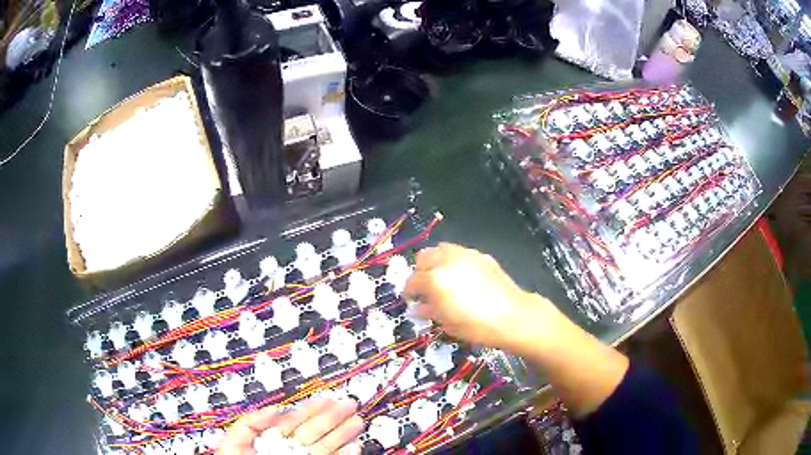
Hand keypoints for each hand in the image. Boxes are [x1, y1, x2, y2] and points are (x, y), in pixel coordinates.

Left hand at [218, 398, 364, 454]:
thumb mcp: (237, 439)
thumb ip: (252, 422)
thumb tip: (275, 410)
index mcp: (272, 439)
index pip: (296, 420)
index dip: (312, 407)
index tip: (327, 396)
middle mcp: (290, 449)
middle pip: (315, 430)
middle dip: (333, 416)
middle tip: (349, 403)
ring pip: (327, 445)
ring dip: (343, 433)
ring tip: (357, 421)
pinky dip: (345, 454)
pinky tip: (353, 446)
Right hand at [403, 243, 560, 352]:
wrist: (511, 316)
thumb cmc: (476, 325)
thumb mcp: (447, 323)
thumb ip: (428, 311)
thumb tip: (418, 307)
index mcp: (434, 279)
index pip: (412, 281)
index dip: (408, 292)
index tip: (410, 299)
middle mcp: (446, 261)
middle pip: (423, 258)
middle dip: (420, 272)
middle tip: (425, 288)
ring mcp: (465, 255)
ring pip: (440, 249)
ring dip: (436, 262)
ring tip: (442, 278)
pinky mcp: (480, 255)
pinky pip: (459, 252)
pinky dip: (453, 261)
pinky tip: (462, 276)